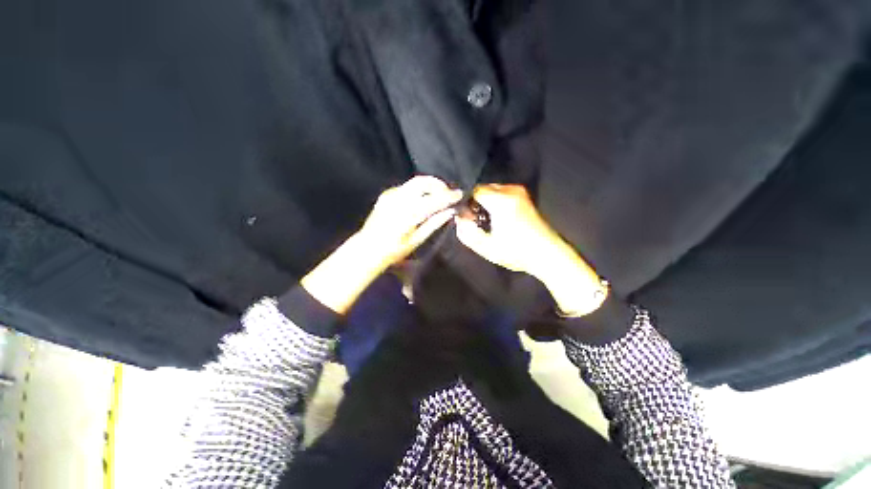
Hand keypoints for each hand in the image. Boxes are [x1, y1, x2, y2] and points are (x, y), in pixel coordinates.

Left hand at [357, 175, 462, 268]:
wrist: (368, 249)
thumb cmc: (394, 250)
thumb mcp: (417, 240)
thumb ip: (434, 223)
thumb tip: (450, 212)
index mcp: (407, 214)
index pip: (433, 199)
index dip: (448, 196)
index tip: (460, 194)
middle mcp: (398, 200)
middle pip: (423, 182)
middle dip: (439, 184)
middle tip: (449, 193)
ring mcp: (390, 195)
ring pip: (415, 182)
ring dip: (430, 185)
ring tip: (440, 195)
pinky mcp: (386, 194)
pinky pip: (407, 186)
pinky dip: (419, 189)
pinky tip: (423, 198)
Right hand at [455, 184, 606, 315]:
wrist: (548, 254)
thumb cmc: (517, 252)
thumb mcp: (487, 248)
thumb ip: (467, 233)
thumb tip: (459, 220)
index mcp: (501, 201)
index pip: (473, 190)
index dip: (464, 202)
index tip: (464, 216)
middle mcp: (511, 191)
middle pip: (483, 188)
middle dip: (474, 201)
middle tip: (472, 219)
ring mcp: (519, 192)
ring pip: (492, 190)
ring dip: (484, 202)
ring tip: (484, 220)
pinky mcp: (524, 197)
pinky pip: (501, 193)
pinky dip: (493, 202)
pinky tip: (495, 218)